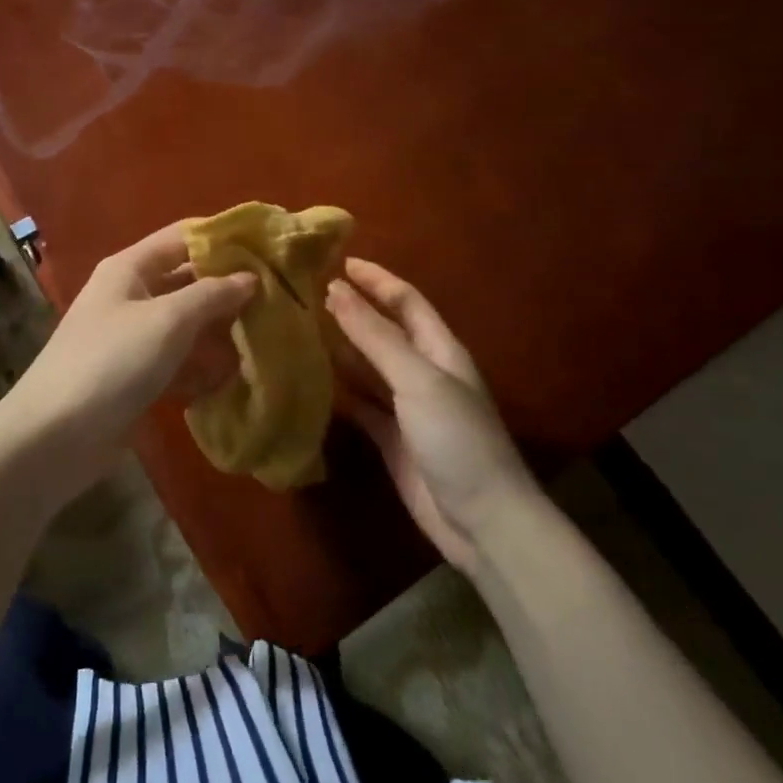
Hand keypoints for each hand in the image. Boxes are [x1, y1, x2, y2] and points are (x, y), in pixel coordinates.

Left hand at [0, 223, 256, 497]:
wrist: (55, 436)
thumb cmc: (112, 362)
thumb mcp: (167, 320)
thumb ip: (212, 295)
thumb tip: (250, 277)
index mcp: (130, 268)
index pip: (183, 237)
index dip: (223, 239)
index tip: (269, 248)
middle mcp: (131, 296)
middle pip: (188, 281)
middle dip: (229, 289)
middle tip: (280, 297)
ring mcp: (133, 339)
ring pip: (187, 324)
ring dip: (221, 330)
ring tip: (269, 335)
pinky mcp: (137, 377)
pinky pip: (179, 361)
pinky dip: (204, 366)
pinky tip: (237, 376)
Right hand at [326, 258, 535, 576]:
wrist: (482, 520)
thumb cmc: (456, 438)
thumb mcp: (417, 379)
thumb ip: (375, 336)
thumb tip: (335, 290)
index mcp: (440, 350)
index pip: (406, 301)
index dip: (376, 279)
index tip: (338, 261)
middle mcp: (424, 372)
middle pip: (385, 331)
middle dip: (353, 311)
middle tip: (307, 295)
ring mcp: (408, 407)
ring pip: (369, 368)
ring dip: (341, 349)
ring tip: (300, 331)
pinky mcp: (392, 438)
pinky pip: (361, 405)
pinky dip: (339, 392)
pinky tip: (311, 382)